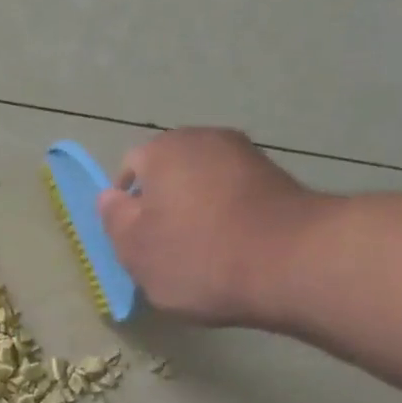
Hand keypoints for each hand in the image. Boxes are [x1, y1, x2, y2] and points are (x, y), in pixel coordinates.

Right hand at [98, 127, 326, 327]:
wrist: (292, 263)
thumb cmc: (198, 256)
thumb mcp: (136, 250)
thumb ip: (115, 221)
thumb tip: (110, 198)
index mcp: (164, 150)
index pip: (130, 168)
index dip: (125, 206)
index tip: (133, 242)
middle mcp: (207, 139)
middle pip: (170, 174)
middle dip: (163, 207)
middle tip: (162, 252)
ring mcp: (248, 157)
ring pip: (204, 186)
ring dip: (197, 214)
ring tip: (200, 257)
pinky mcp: (279, 182)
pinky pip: (236, 200)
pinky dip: (227, 221)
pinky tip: (231, 254)